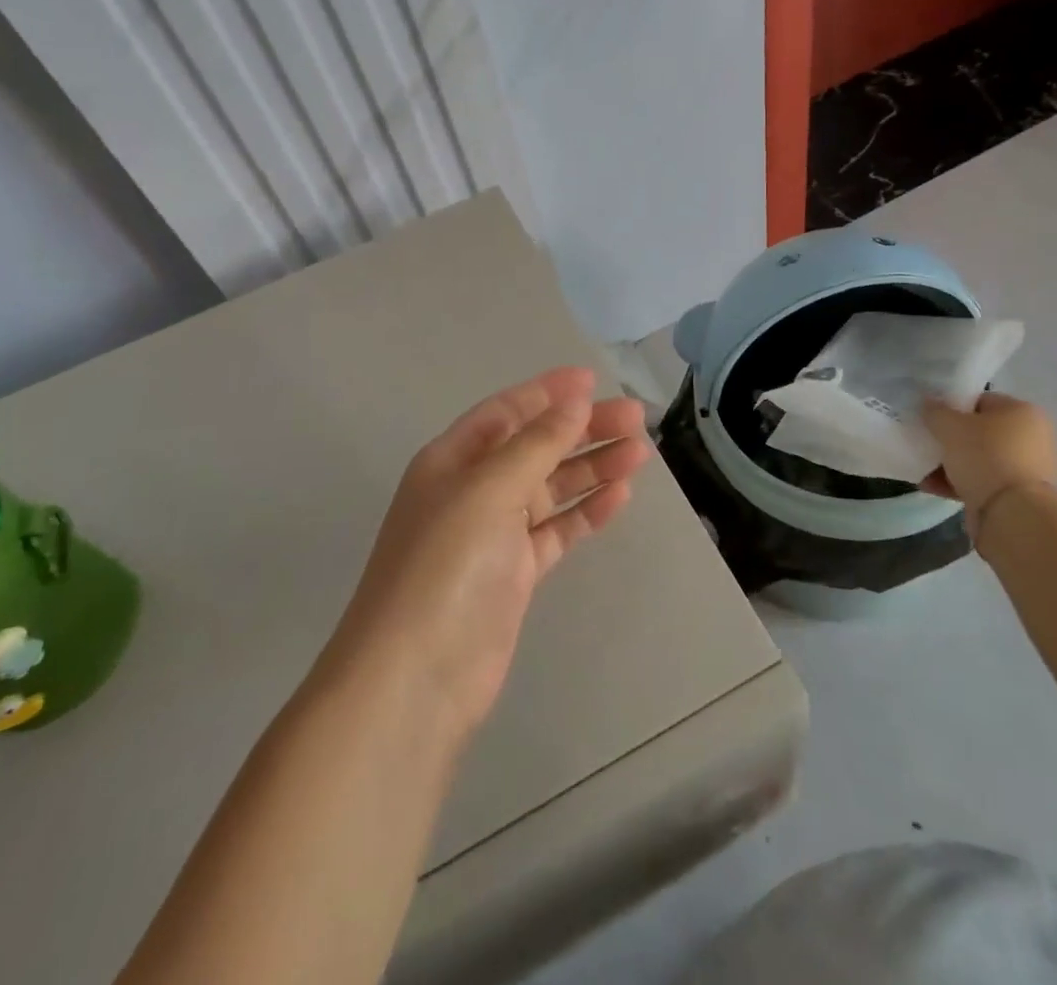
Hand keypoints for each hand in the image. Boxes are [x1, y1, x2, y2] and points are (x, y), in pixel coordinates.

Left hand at [330, 367, 649, 746]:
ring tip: (640, 453)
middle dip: (583, 429)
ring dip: (593, 468)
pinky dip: (587, 512)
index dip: (548, 393)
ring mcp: (495, 533)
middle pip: (536, 446)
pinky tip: (620, 497)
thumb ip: (536, 444)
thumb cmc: (445, 565)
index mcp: (453, 459)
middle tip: (636, 418)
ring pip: (552, 487)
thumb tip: (575, 402)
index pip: (507, 411)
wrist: (416, 677)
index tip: (593, 380)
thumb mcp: (488, 490)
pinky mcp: (515, 573)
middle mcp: (473, 490)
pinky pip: (557, 530)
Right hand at [921, 392, 1056, 535]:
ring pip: (978, 459)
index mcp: (1022, 412)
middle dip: (950, 439)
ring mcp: (1026, 469)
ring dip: (950, 463)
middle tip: (926, 442)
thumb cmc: (985, 457)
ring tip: (923, 469)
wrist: (1012, 514)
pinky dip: (958, 483)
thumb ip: (935, 411)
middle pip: (979, 432)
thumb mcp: (950, 426)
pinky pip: (982, 482)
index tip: (930, 418)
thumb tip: (927, 403)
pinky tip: (931, 486)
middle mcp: (1031, 437)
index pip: (980, 400)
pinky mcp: (1018, 497)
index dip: (952, 406)